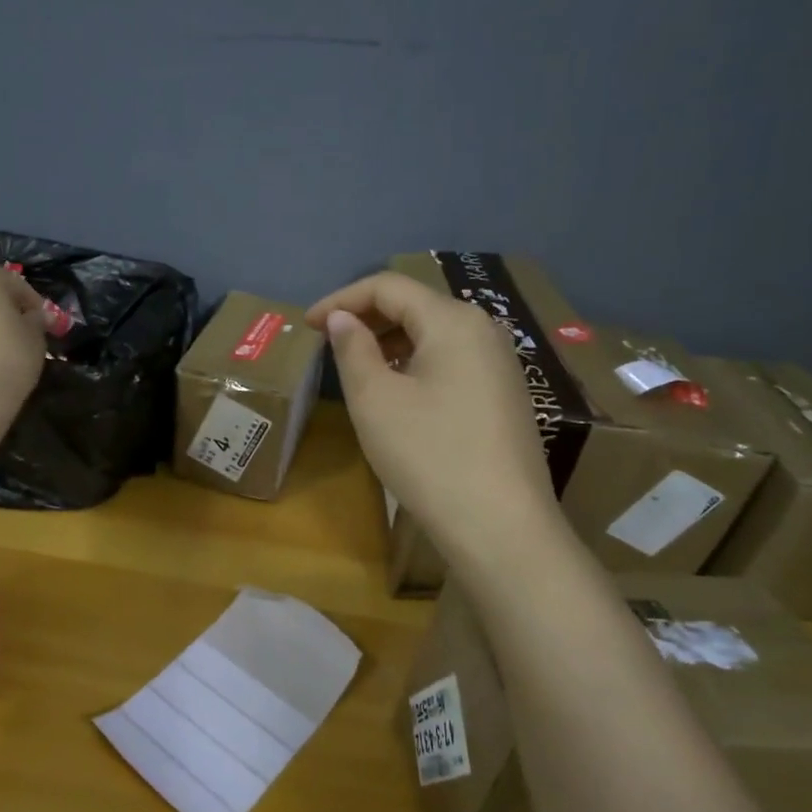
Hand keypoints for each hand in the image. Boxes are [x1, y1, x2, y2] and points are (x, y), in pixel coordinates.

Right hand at [306, 272, 556, 547]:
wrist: (499, 525)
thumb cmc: (429, 455)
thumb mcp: (375, 399)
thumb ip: (352, 349)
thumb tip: (341, 318)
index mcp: (453, 320)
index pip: (388, 286)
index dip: (341, 299)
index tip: (306, 325)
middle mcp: (484, 330)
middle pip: (416, 305)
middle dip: (366, 318)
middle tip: (327, 344)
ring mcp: (500, 364)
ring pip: (434, 334)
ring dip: (390, 342)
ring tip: (357, 367)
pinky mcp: (505, 395)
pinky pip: (452, 361)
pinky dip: (416, 363)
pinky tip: (398, 392)